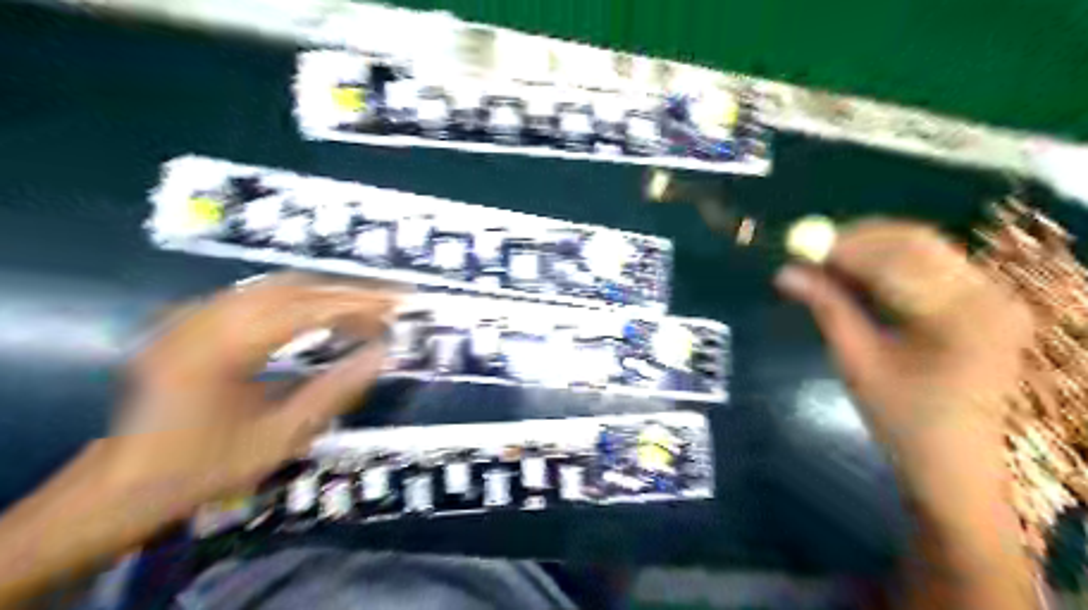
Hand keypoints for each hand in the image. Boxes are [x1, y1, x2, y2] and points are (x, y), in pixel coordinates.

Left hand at [94, 273, 397, 537]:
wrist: (120, 486)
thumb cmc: (203, 468)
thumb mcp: (280, 438)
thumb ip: (336, 390)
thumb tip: (382, 353)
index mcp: (224, 348)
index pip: (308, 307)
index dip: (360, 302)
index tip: (399, 303)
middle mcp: (205, 319)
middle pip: (293, 286)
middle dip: (348, 290)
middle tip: (390, 300)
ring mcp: (193, 316)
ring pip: (274, 286)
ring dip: (325, 292)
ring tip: (365, 305)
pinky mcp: (191, 322)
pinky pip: (255, 296)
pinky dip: (298, 299)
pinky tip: (319, 313)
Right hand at [773, 221, 1029, 478]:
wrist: (955, 462)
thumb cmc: (901, 419)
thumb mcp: (856, 361)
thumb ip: (826, 308)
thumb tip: (785, 273)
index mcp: (961, 315)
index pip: (896, 259)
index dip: (843, 246)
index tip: (799, 246)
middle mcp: (989, 294)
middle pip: (916, 242)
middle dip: (858, 240)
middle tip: (811, 251)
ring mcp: (994, 295)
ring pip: (924, 248)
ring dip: (873, 249)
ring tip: (829, 264)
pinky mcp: (987, 301)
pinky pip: (933, 264)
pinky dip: (892, 263)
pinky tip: (860, 275)